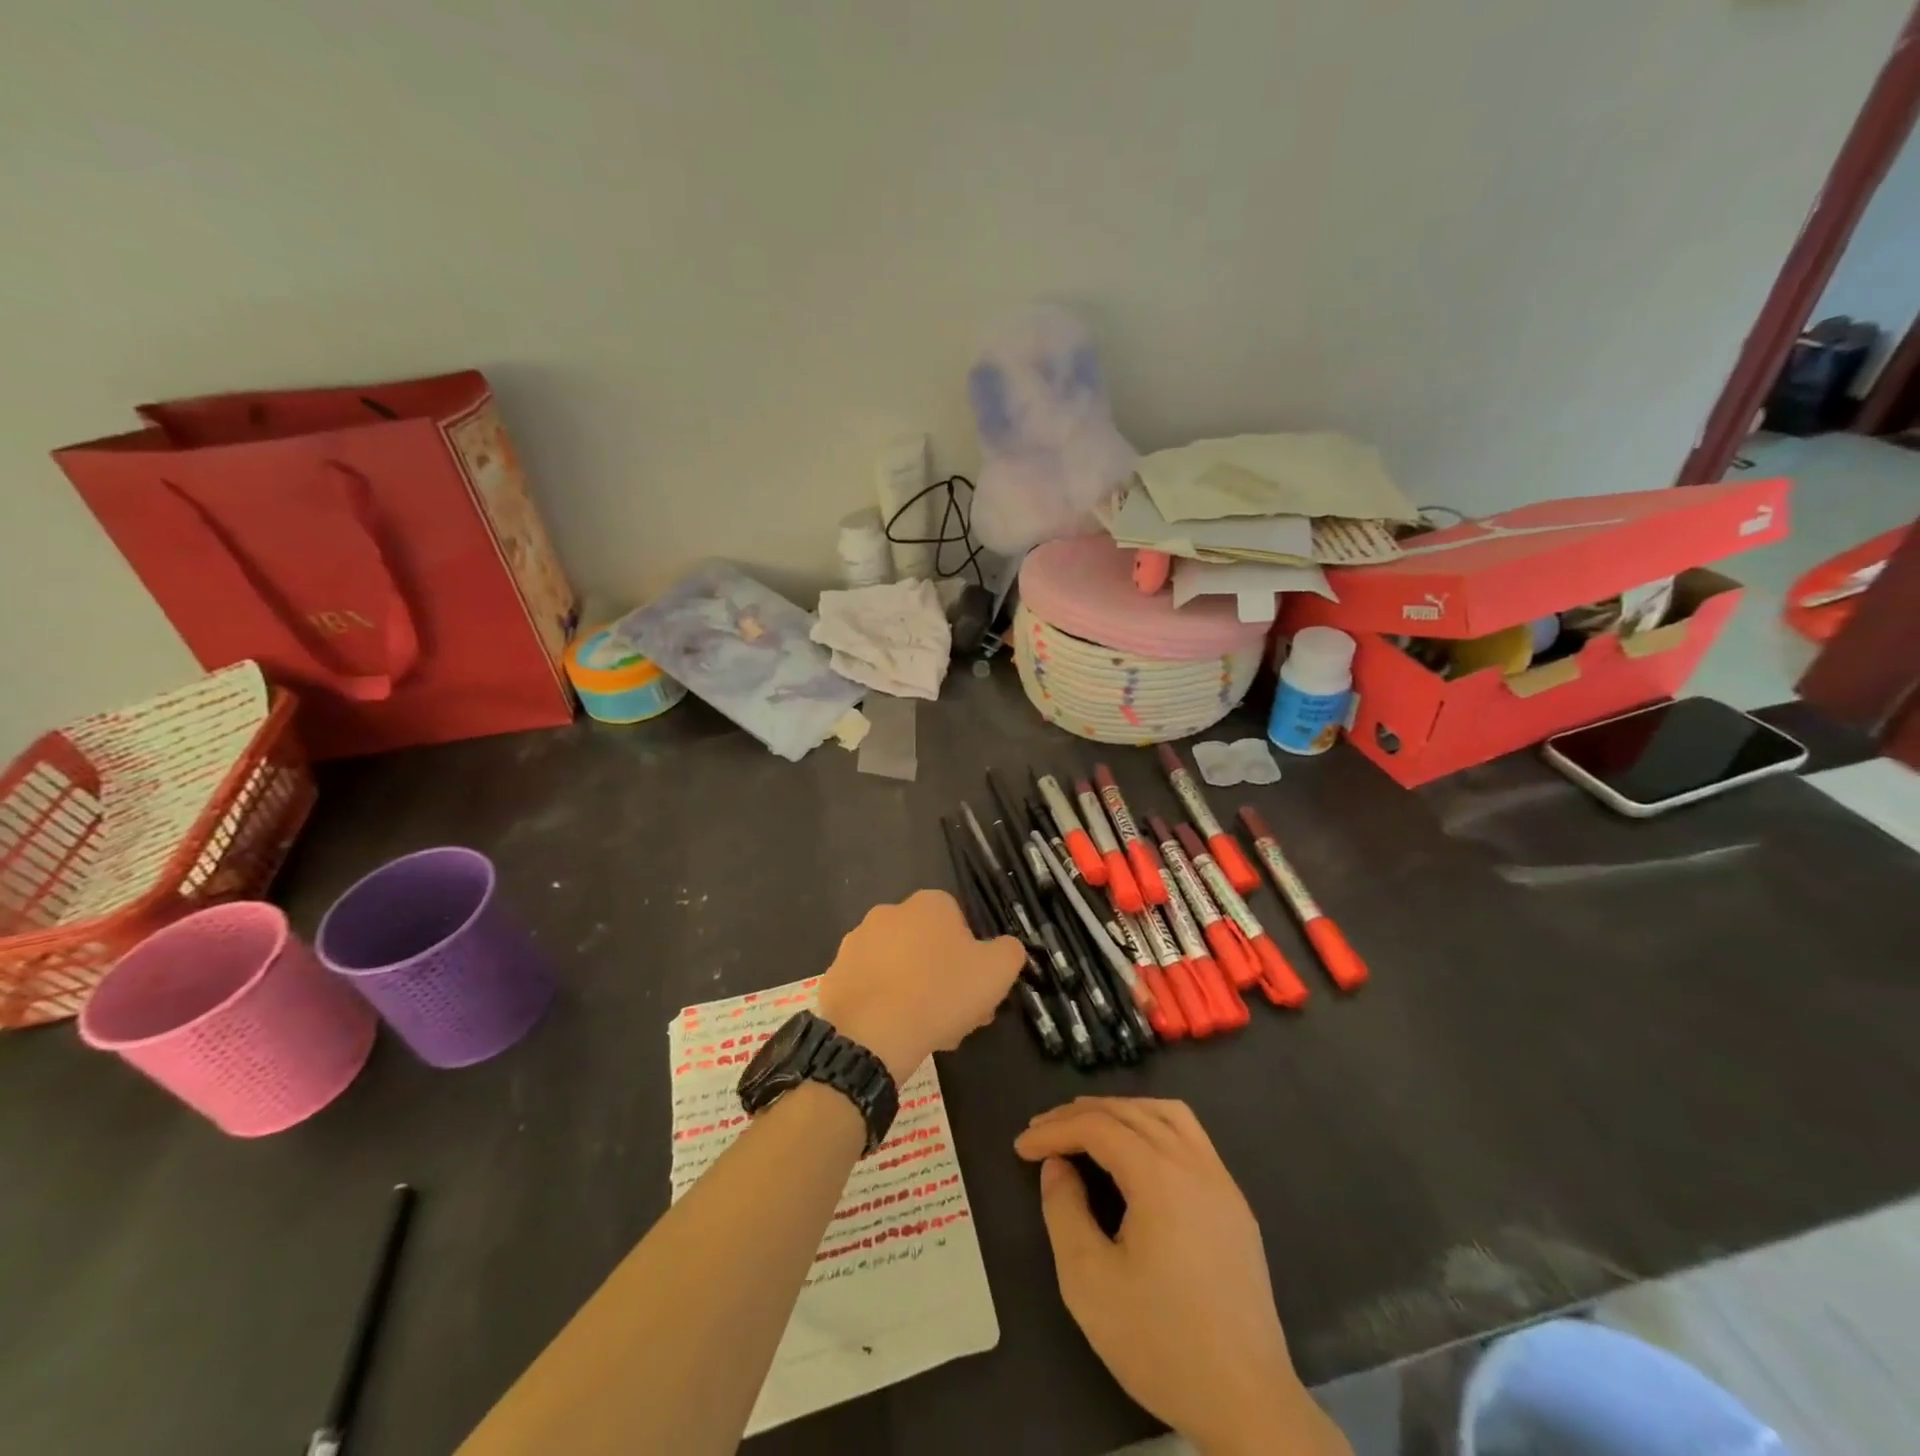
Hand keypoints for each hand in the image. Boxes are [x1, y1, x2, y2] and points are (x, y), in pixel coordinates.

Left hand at [818, 889, 1022, 1082]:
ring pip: (898, 966)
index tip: (977, 990)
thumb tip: (1005, 948)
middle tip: (956, 1015)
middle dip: (944, 976)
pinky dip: (883, 1003)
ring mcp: (857, 941)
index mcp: (929, 904)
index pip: (960, 923)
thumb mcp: (997, 972)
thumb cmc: (940, 993)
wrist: (871, 1033)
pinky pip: (870, 986)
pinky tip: (894, 1031)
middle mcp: (889, 912)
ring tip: (925, 1030)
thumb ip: (1009, 951)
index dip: (972, 957)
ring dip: (914, 989)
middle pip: (928, 945)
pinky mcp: (836, 972)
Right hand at [1014, 1099, 1348, 1455]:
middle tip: (1043, 1131)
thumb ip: (1064, 1210)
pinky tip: (1138, 1152)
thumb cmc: (1161, 1343)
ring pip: (1166, 1114)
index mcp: (1159, 1176)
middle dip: (1081, 1114)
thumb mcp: (1088, 1281)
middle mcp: (1194, 1164)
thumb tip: (1057, 1165)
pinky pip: (1191, 1137)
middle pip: (1130, 1112)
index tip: (1021, 1147)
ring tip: (1087, 1126)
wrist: (1248, 1404)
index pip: (1097, 1127)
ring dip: (1122, 1111)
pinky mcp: (1234, 1205)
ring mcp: (1221, 1182)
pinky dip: (1154, 1126)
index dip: (1055, 1130)